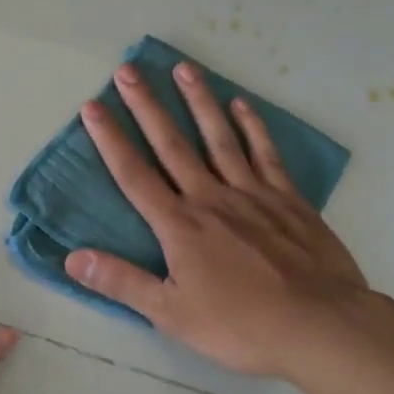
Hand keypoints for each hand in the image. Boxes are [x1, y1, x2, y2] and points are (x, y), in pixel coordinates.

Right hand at [64, 61, 378, 380]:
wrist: (321, 326)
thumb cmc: (241, 325)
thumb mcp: (172, 314)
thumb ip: (122, 282)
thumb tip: (72, 259)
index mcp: (179, 225)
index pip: (134, 175)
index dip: (110, 139)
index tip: (92, 106)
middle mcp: (210, 197)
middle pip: (172, 144)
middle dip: (146, 106)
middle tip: (128, 70)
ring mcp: (252, 193)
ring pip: (218, 138)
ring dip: (198, 101)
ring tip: (183, 68)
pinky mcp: (287, 199)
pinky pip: (265, 154)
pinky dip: (252, 127)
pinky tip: (241, 105)